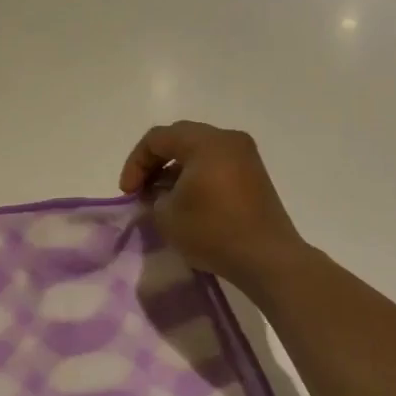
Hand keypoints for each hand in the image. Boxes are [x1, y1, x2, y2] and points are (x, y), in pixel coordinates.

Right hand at [118, 121, 308, 291]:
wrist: (267, 258)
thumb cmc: (213, 231)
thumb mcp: (167, 215)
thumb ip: (154, 196)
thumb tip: (161, 193)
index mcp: (206, 142)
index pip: (158, 138)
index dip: (135, 163)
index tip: (128, 193)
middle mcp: (228, 139)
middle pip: (180, 138)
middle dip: (155, 162)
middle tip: (141, 190)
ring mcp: (246, 156)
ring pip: (199, 150)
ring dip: (175, 169)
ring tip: (163, 198)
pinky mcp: (255, 175)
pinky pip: (217, 163)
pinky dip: (196, 175)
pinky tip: (188, 201)